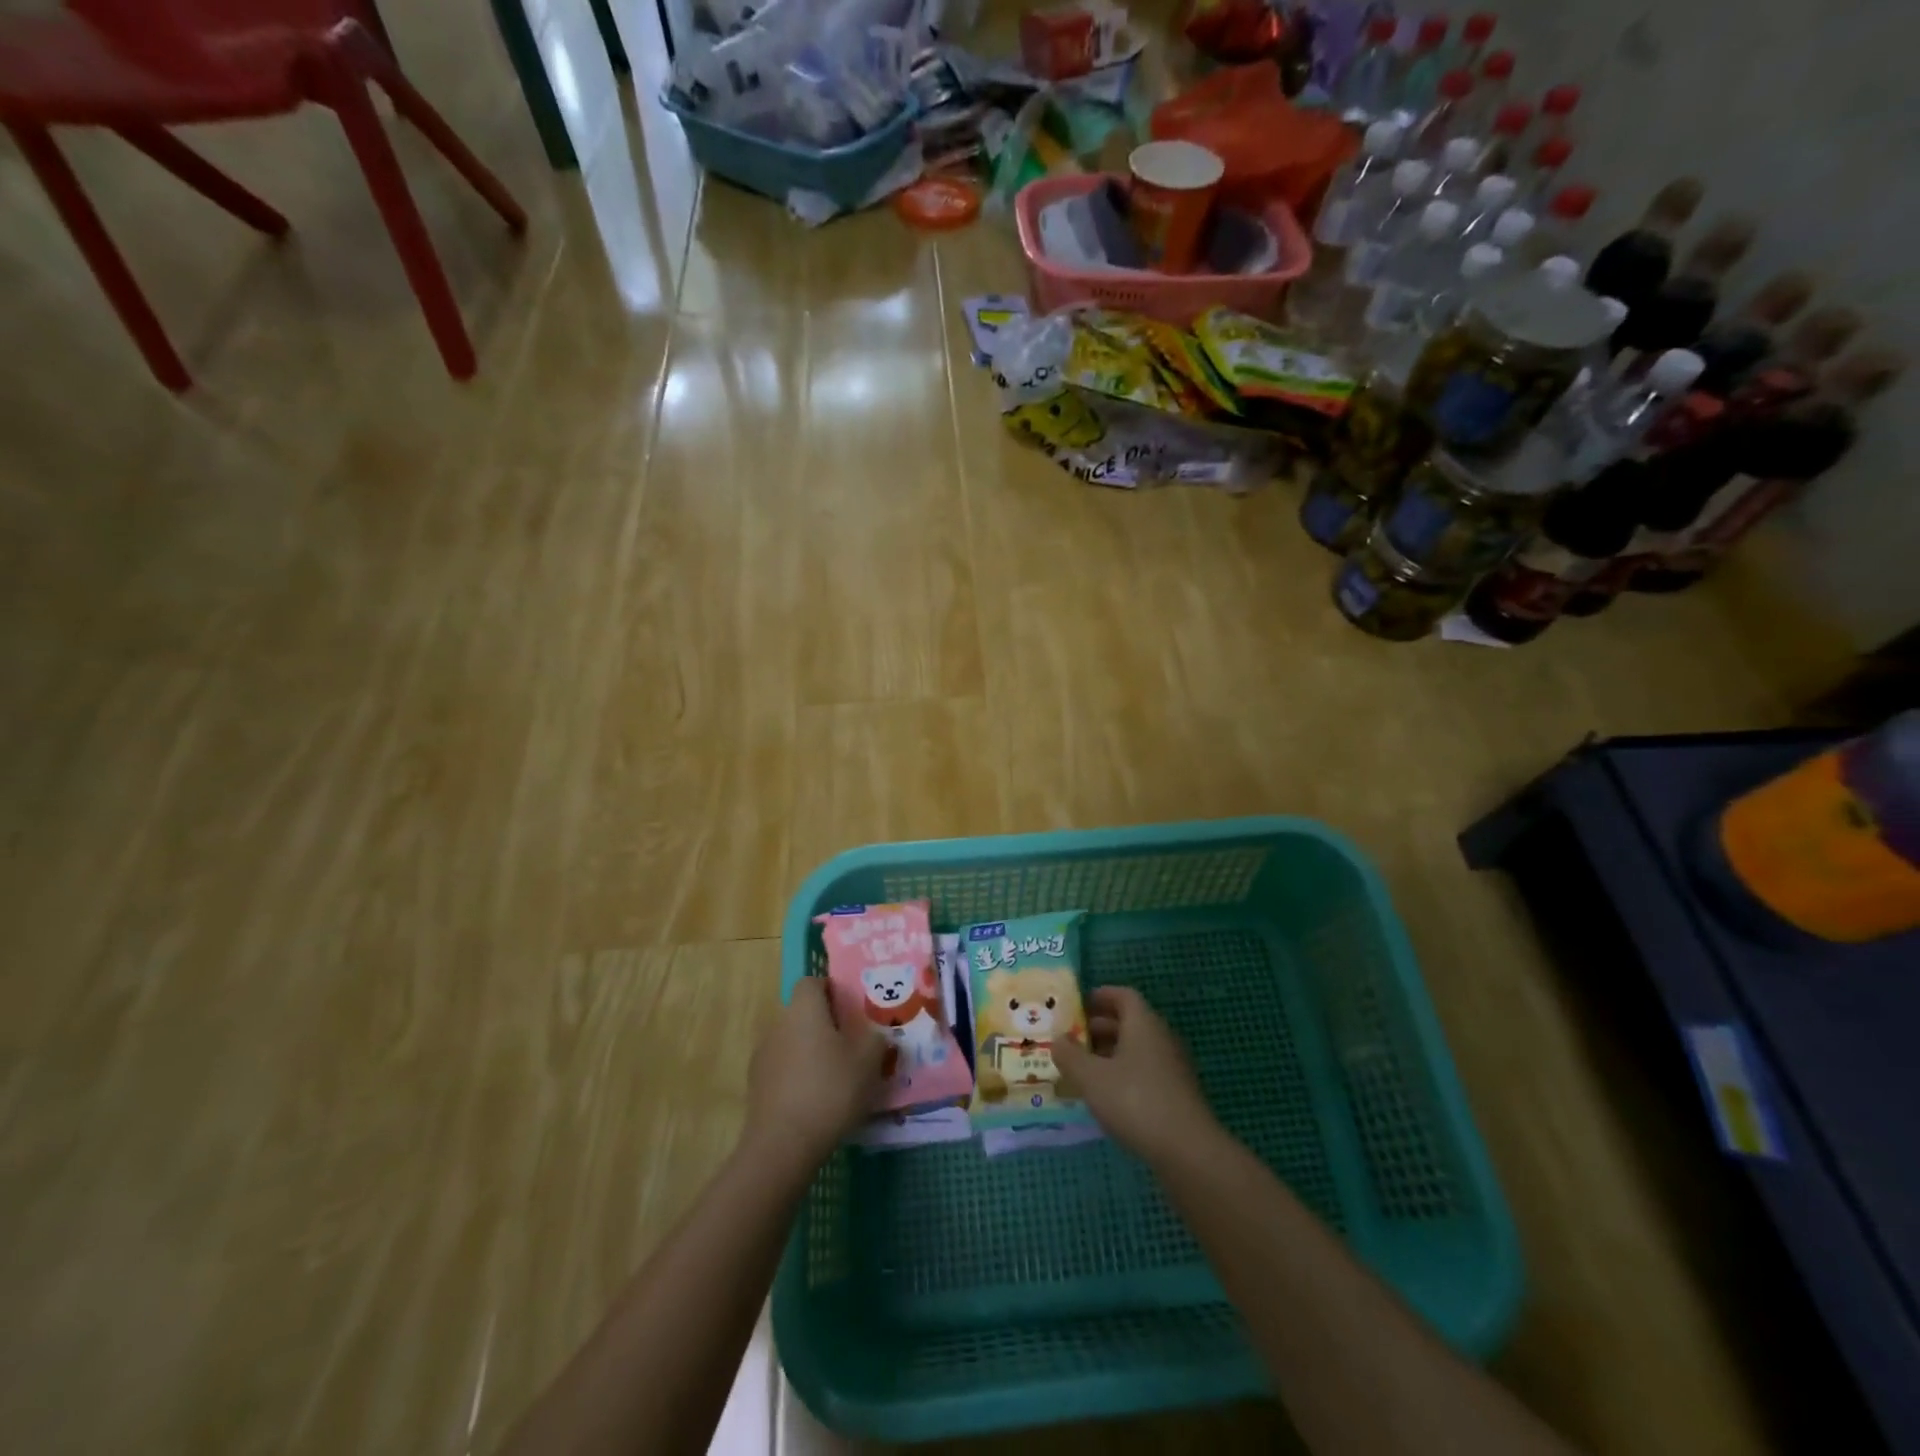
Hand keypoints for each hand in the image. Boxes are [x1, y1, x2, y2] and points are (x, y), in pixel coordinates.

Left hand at [744, 978, 887, 1171]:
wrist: (783, 1144)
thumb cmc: (831, 1090)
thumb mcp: (869, 1062)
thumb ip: (876, 1040)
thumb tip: (875, 1034)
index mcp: (804, 1009)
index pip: (812, 982)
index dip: (831, 990)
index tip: (850, 1010)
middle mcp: (779, 1024)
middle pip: (802, 1013)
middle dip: (823, 1024)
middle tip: (849, 1044)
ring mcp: (763, 1054)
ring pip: (791, 1041)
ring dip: (809, 1051)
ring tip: (834, 1076)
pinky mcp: (755, 1085)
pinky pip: (781, 1068)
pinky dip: (796, 1075)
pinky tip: (814, 1100)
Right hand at [1054, 987, 1218, 1164]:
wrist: (1188, 1151)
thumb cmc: (1135, 1101)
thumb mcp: (1091, 1077)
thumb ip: (1069, 1055)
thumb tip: (1058, 1040)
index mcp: (1143, 1023)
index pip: (1123, 995)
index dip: (1099, 996)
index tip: (1076, 1006)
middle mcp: (1160, 1038)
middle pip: (1128, 1022)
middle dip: (1098, 1027)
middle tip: (1071, 1039)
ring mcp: (1171, 1067)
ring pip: (1135, 1049)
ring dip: (1109, 1053)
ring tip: (1082, 1069)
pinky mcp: (1176, 1094)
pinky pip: (1144, 1071)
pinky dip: (1122, 1075)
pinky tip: (1105, 1096)